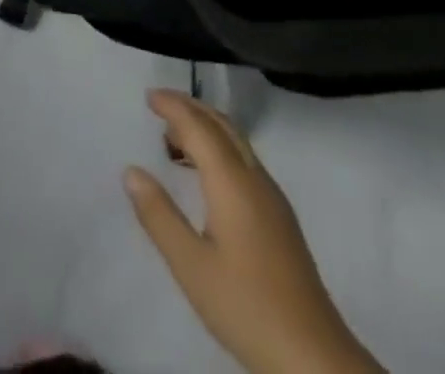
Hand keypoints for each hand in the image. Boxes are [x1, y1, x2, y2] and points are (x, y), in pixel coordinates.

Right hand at [124, 90, 384, 373]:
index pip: (199, 127)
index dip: (173, 106)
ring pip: (237, 141)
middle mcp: (255, 178)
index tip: (148, 96)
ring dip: (206, 128)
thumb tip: (131, 171)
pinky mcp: (280, 217)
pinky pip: (245, 160)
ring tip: (174, 139)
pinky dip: (220, 148)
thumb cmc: (246, 306)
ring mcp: (272, 197)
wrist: (313, 355)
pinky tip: (207, 175)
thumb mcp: (191, 265)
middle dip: (191, 108)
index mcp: (232, 181)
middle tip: (159, 106)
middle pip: (222, 125)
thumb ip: (159, 215)